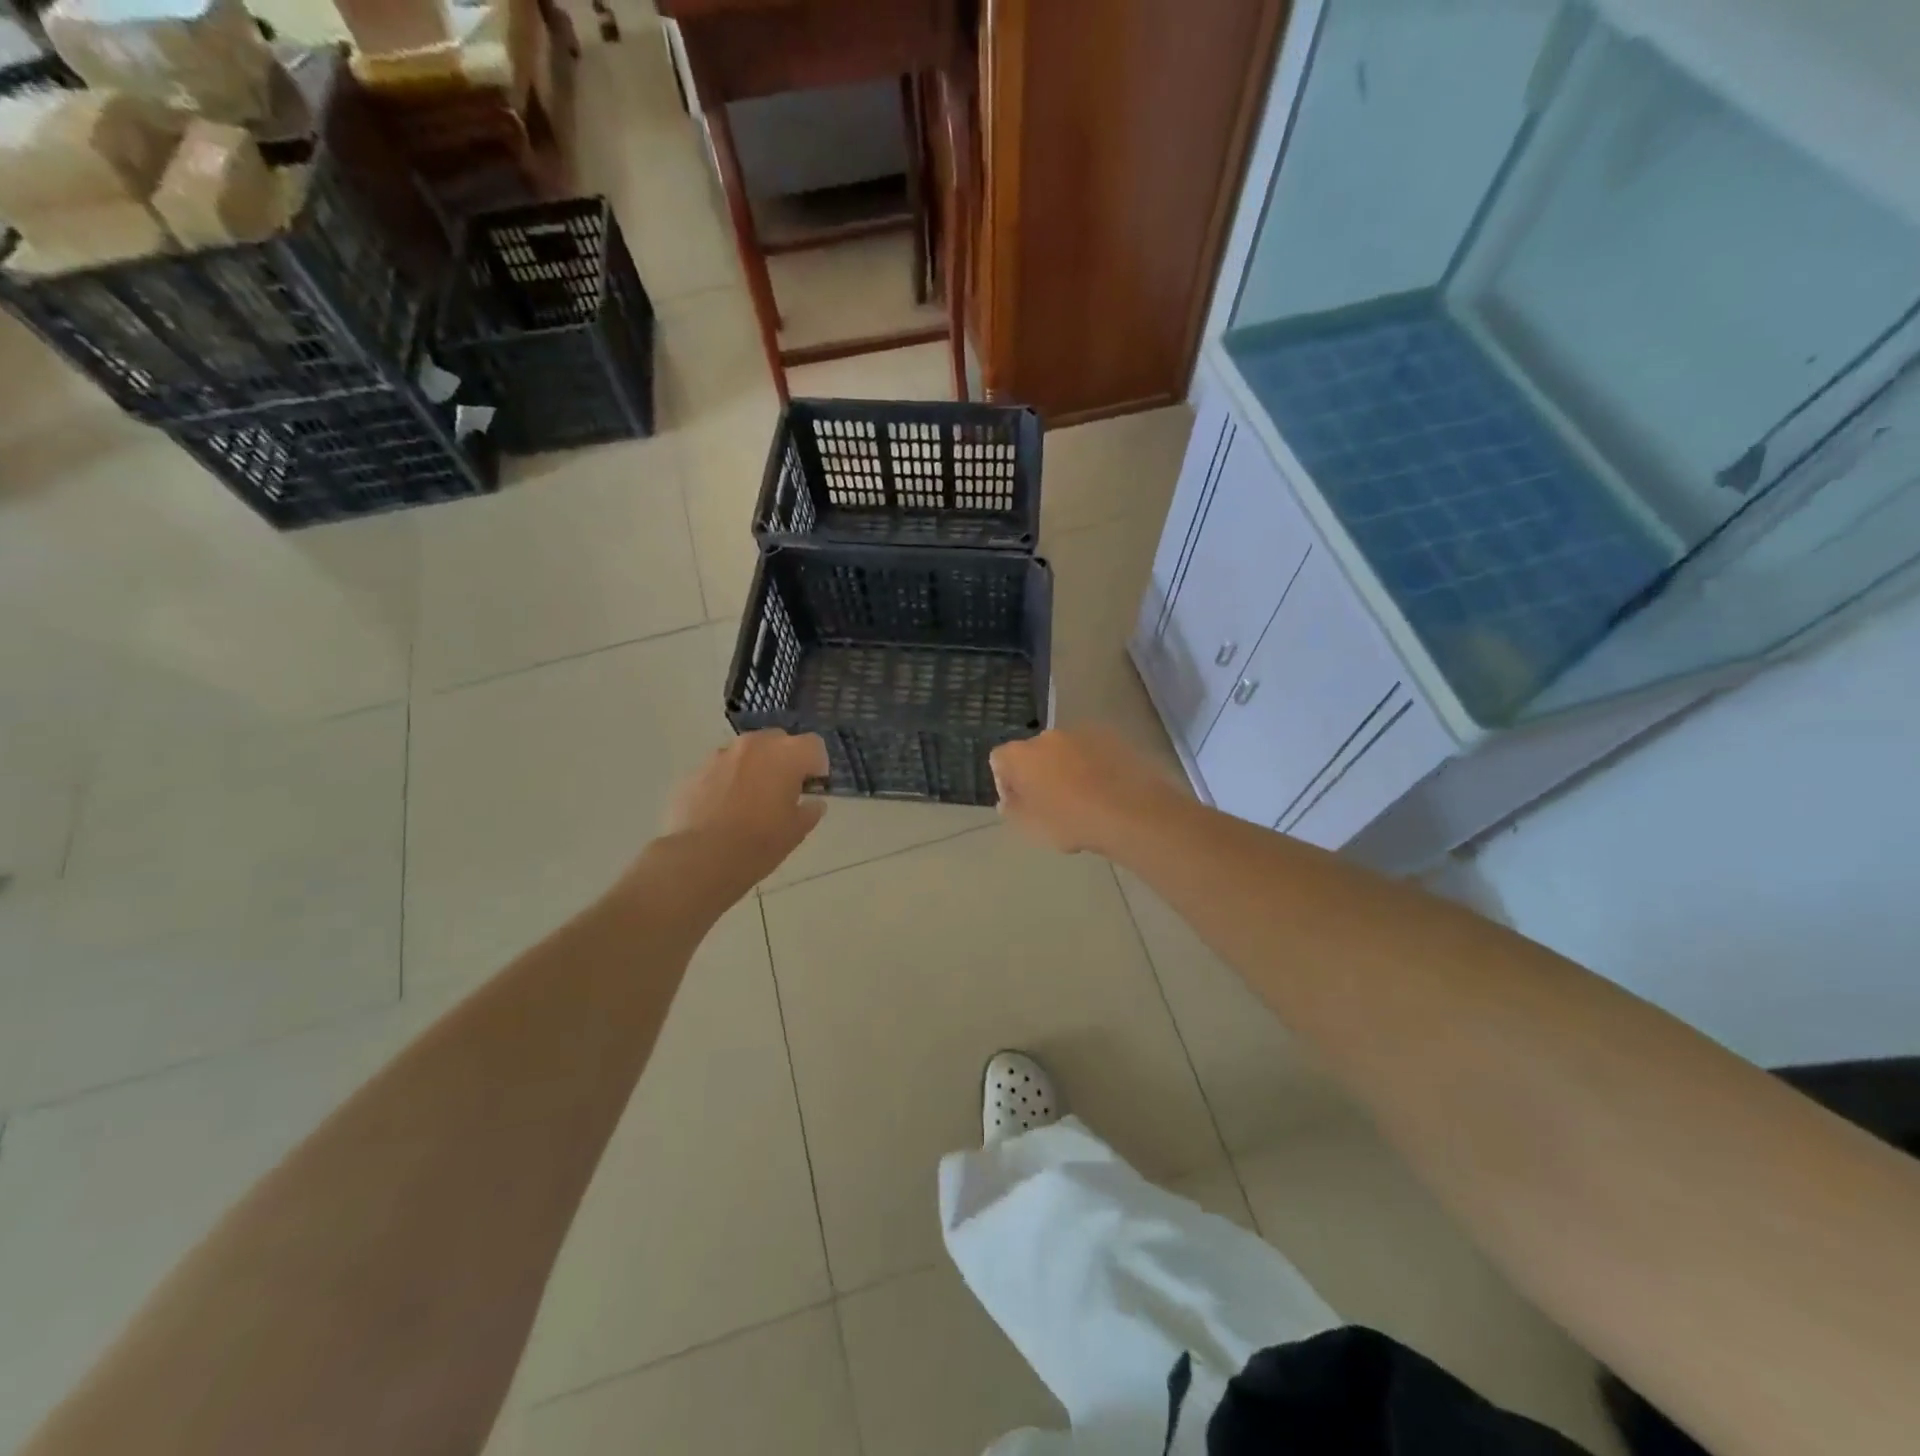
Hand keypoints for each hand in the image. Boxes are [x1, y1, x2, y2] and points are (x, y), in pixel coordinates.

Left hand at [662, 730, 829, 886]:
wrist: (702, 858)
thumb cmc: (759, 843)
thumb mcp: (797, 831)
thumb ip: (810, 810)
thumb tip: (813, 803)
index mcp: (786, 755)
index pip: (814, 744)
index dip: (817, 765)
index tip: (812, 786)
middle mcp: (753, 745)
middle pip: (778, 741)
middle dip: (784, 760)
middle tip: (783, 790)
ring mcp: (720, 755)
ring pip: (746, 753)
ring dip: (754, 768)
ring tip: (750, 800)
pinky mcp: (695, 771)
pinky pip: (721, 769)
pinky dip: (727, 781)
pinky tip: (724, 808)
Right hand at [990, 727, 1179, 854]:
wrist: (1130, 812)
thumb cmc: (1071, 821)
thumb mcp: (1031, 827)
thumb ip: (1012, 810)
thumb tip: (1008, 800)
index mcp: (1022, 755)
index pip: (999, 759)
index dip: (1005, 781)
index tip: (1019, 802)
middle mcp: (1048, 736)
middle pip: (1033, 752)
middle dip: (1037, 773)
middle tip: (1050, 802)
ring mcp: (1082, 734)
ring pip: (1065, 750)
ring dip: (1066, 768)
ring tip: (1083, 797)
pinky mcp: (1112, 738)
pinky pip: (1092, 751)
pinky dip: (1093, 766)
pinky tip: (1105, 790)